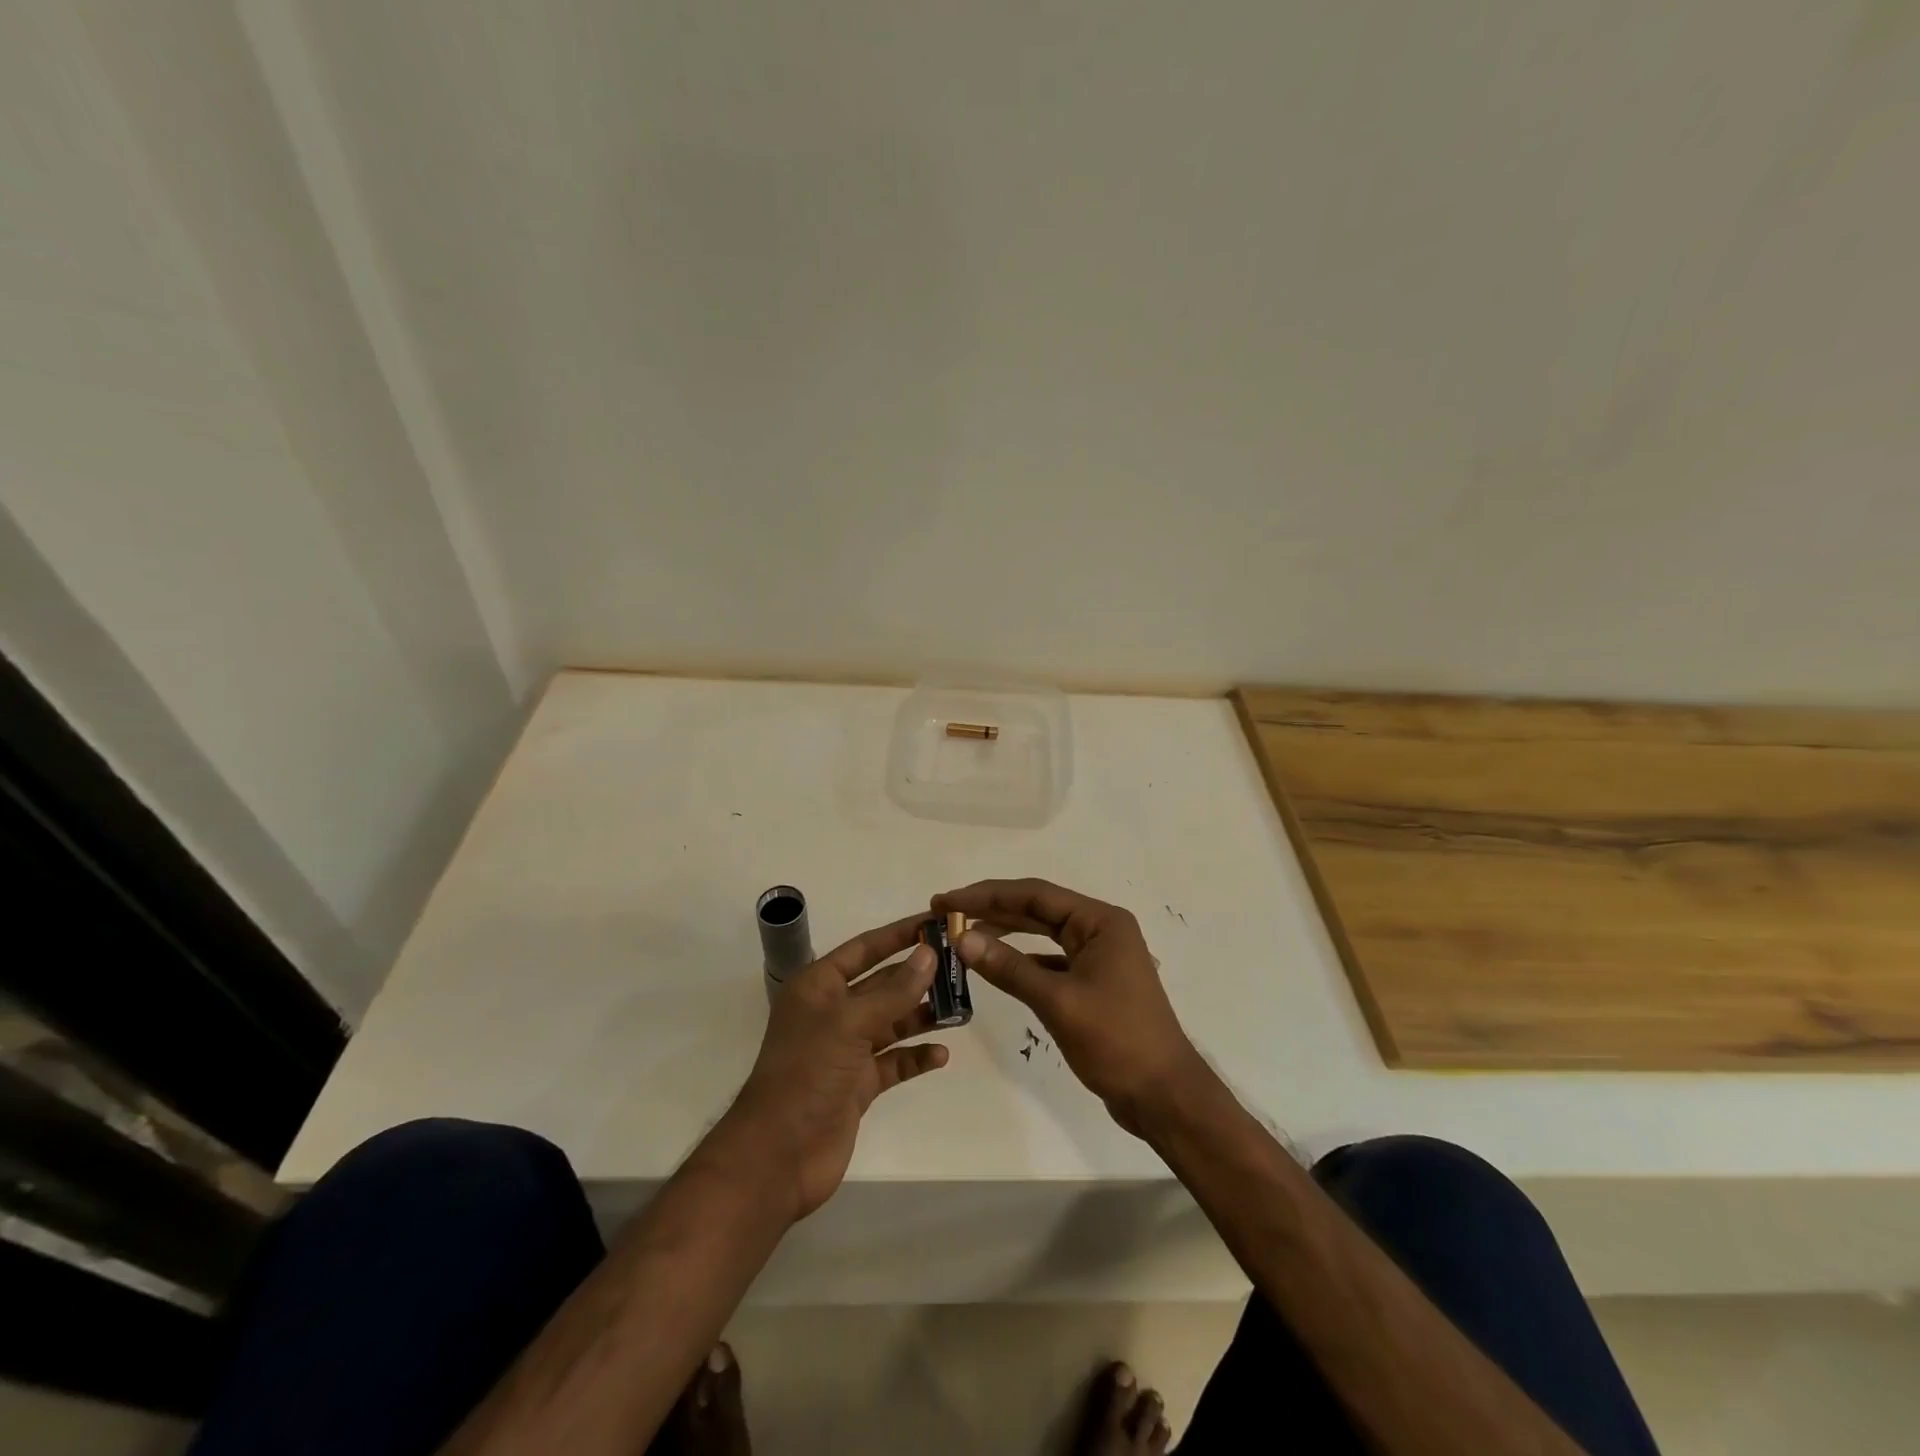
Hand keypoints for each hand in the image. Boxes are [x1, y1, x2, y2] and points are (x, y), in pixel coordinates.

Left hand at [720, 915, 948, 1221]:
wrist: (778, 1156)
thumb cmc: (807, 1073)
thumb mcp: (850, 1024)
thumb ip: (893, 990)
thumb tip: (928, 954)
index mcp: (819, 986)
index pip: (865, 948)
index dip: (900, 934)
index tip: (937, 921)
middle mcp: (832, 1012)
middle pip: (883, 984)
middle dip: (918, 976)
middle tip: (961, 967)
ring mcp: (845, 1050)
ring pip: (892, 1022)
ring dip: (923, 1015)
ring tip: (961, 1010)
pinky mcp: (857, 1085)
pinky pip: (894, 1062)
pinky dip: (916, 1056)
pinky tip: (941, 1055)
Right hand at [932, 879, 1203, 1134]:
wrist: (1164, 1096)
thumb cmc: (1116, 1042)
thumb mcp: (1058, 1002)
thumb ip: (1009, 967)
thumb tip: (961, 939)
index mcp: (1100, 922)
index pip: (1035, 895)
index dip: (987, 895)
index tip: (946, 900)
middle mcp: (1101, 929)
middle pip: (1038, 909)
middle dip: (992, 909)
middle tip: (946, 913)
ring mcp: (1099, 956)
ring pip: (1043, 933)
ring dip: (1004, 933)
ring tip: (963, 935)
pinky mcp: (1094, 981)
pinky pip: (1050, 959)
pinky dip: (1022, 960)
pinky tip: (995, 965)